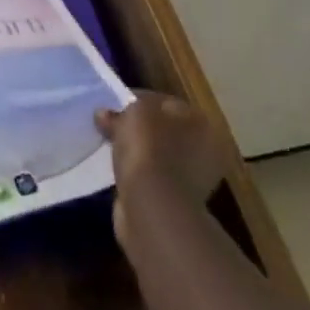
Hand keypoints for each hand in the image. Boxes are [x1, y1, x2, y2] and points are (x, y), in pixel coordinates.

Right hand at [96, 92, 234, 241]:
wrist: (154, 209)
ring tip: (111, 148)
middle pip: (163, 130)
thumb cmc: (150, 149)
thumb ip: (121, 110)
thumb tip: (105, 115)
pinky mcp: (176, 204)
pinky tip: (120, 171)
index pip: (165, 103)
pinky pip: (152, 179)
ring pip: (157, 156)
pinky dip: (137, 176)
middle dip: (138, 128)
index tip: (114, 104)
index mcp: (201, 123)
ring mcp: (193, 181)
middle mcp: (204, 151)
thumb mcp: (134, 113)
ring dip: (138, 153)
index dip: (137, 99)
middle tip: (111, 126)